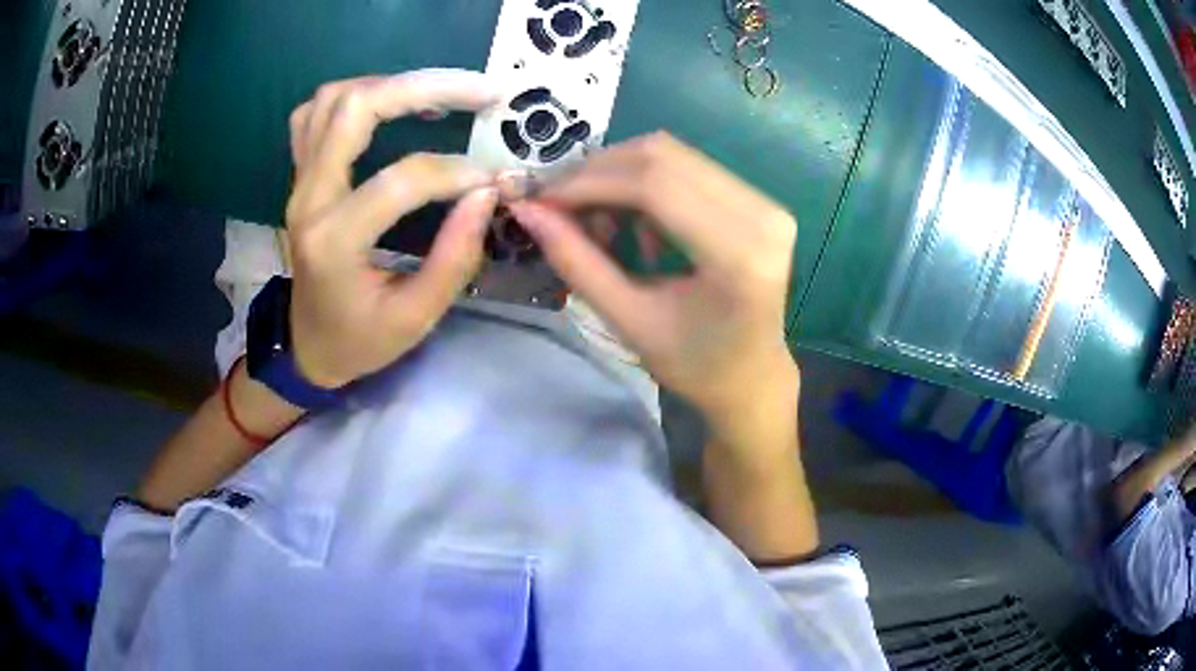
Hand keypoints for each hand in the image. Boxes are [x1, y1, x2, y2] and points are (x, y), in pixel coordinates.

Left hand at [285, 69, 500, 387]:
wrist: (308, 347)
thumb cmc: (360, 341)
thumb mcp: (415, 318)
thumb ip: (454, 258)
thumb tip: (488, 192)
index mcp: (334, 242)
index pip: (399, 181)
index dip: (455, 172)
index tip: (493, 181)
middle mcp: (308, 200)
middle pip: (355, 109)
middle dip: (425, 87)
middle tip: (483, 91)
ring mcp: (299, 183)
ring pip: (332, 100)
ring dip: (391, 85)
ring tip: (441, 93)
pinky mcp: (301, 177)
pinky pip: (315, 115)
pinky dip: (355, 96)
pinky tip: (390, 105)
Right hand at [508, 133, 799, 422]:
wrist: (752, 377)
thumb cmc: (693, 365)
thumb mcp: (628, 321)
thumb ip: (577, 262)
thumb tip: (527, 210)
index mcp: (738, 255)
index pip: (654, 184)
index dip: (588, 183)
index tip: (541, 201)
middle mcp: (762, 215)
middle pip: (662, 156)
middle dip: (598, 174)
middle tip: (561, 208)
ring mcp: (766, 203)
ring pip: (672, 155)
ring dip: (620, 179)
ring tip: (601, 227)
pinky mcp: (760, 201)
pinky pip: (688, 169)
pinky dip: (647, 187)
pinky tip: (640, 230)